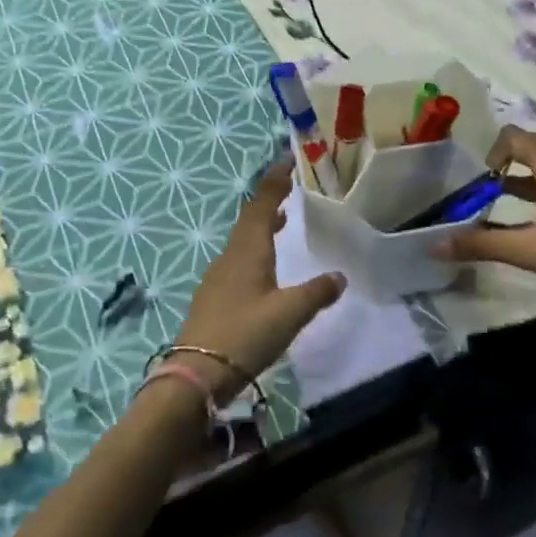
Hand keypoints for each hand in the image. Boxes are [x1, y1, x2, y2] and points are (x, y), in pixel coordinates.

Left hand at [176, 159, 345, 397]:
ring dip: (261, 226)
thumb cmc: (245, 335)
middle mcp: (230, 257)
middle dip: (269, 201)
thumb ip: (316, 293)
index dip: (275, 181)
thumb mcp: (289, 314)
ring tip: (281, 221)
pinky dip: (254, 250)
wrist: (196, 375)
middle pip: (249, 220)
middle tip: (289, 188)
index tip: (288, 161)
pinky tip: (264, 268)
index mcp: (247, 251)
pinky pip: (237, 261)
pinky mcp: (214, 298)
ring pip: (242, 241)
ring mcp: (218, 278)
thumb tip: (339, 276)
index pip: (261, 204)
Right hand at [439, 125, 535, 338]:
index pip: (520, 138)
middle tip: (482, 190)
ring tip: (498, 203)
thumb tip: (434, 245)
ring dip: (524, 182)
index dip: (494, 150)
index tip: (479, 180)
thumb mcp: (528, 251)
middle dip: (506, 165)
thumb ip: (480, 243)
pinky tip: (532, 223)